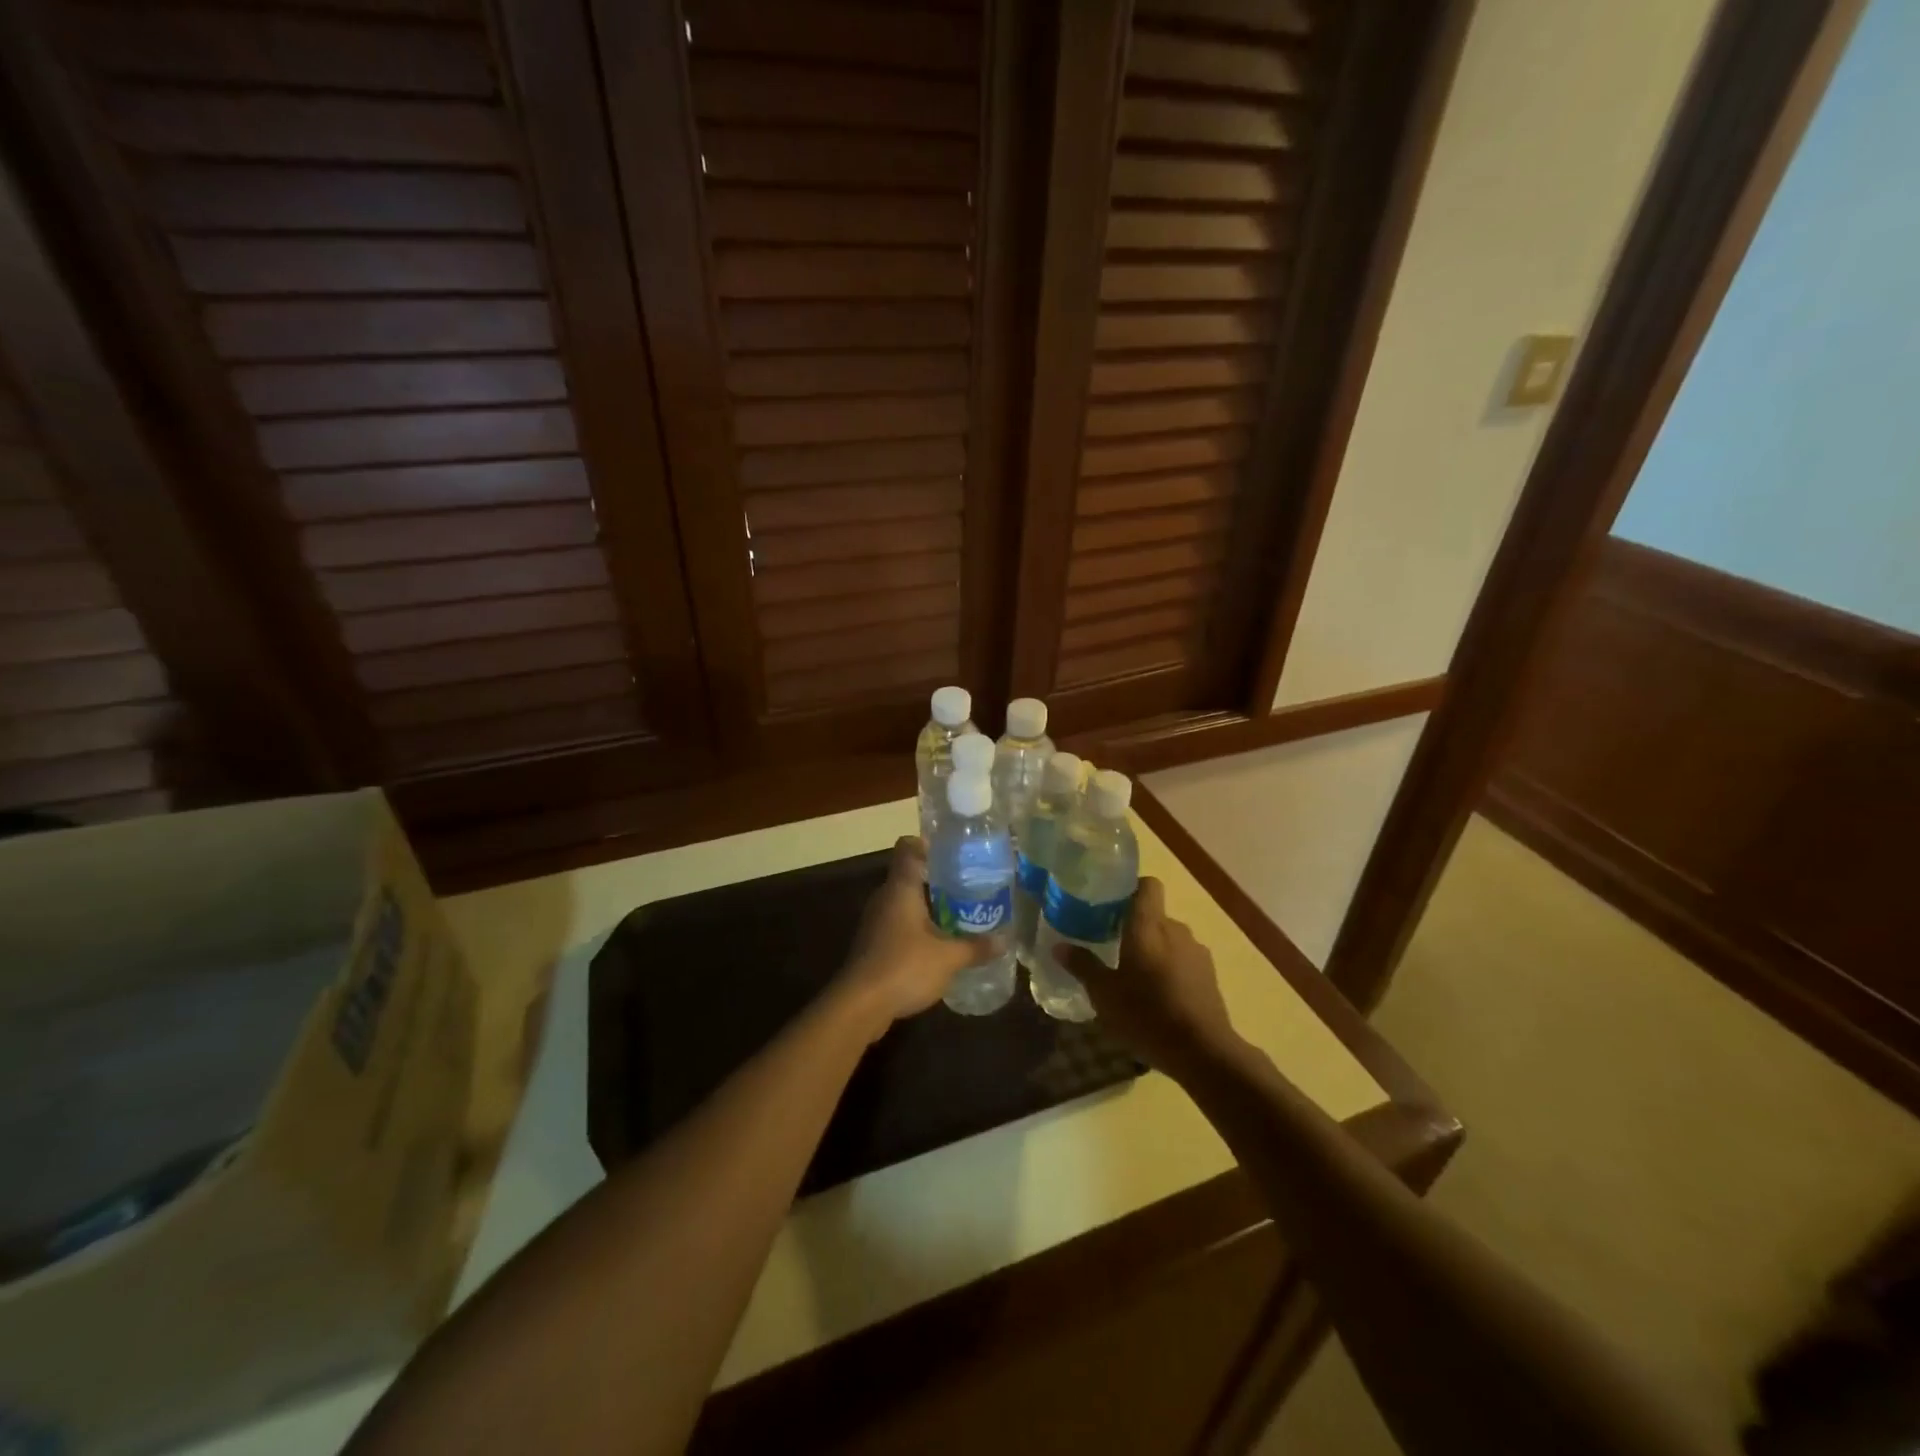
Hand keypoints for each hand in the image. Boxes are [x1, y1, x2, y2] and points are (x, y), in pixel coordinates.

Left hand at [837, 837, 1002, 1038]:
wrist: (859, 1005)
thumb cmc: (904, 967)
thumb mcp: (948, 958)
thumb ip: (976, 947)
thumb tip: (1004, 941)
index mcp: (901, 887)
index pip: (908, 847)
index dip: (928, 844)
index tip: (954, 853)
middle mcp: (885, 897)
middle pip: (910, 875)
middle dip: (939, 880)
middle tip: (969, 887)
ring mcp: (876, 921)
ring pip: (905, 902)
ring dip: (929, 907)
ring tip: (960, 915)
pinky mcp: (873, 944)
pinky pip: (899, 924)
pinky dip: (918, 928)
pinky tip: (938, 944)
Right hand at [1053, 878, 1243, 1081]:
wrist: (1203, 1051)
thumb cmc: (1146, 1015)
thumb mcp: (1104, 994)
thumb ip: (1083, 966)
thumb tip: (1059, 946)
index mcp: (1148, 926)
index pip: (1148, 885)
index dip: (1131, 888)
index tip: (1111, 904)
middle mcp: (1175, 930)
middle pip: (1154, 915)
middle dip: (1136, 927)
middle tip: (1113, 947)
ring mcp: (1196, 952)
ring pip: (1170, 939)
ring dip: (1154, 950)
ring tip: (1136, 977)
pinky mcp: (1209, 975)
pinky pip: (1184, 960)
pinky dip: (1171, 969)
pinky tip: (1159, 996)